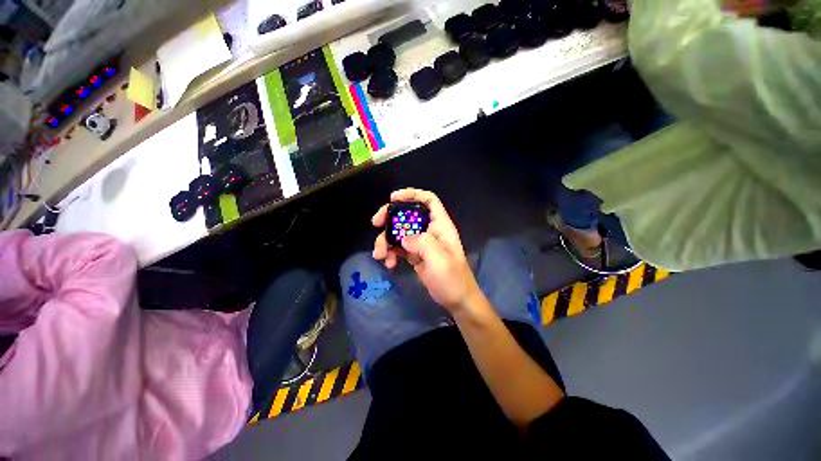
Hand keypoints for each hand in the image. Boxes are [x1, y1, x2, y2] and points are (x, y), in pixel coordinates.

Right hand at [372, 188, 481, 311]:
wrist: (456, 300)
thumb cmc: (453, 279)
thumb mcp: (440, 260)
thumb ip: (423, 243)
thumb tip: (404, 239)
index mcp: (440, 226)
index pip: (428, 200)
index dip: (412, 194)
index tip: (392, 198)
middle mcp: (430, 231)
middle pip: (407, 215)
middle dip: (390, 217)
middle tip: (376, 223)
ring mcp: (422, 243)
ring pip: (399, 232)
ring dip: (386, 241)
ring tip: (380, 255)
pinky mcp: (415, 255)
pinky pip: (399, 248)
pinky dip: (391, 253)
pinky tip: (389, 263)